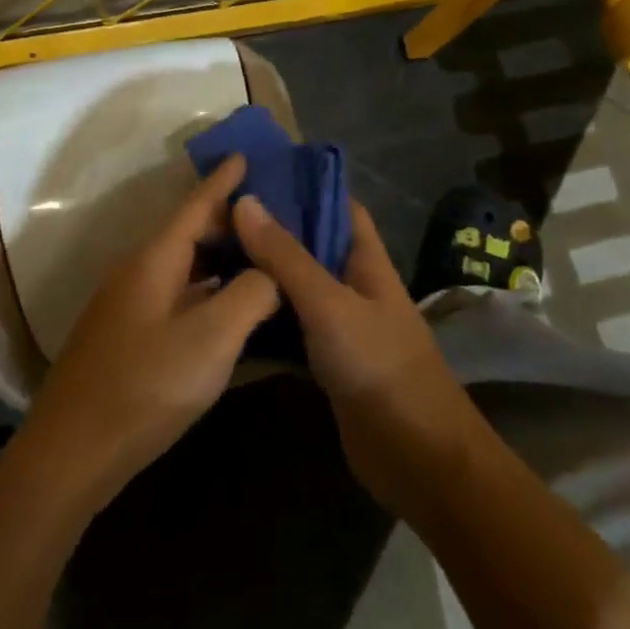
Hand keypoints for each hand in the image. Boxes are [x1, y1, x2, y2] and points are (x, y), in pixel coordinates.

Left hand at [22, 155, 279, 501]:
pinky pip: (175, 293)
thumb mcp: (211, 339)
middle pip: (188, 233)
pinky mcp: (126, 336)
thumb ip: (251, 295)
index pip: (195, 205)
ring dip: (219, 258)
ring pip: (182, 266)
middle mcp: (137, 272)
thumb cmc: (145, 387)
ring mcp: (127, 305)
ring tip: (261, 257)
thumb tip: (271, 271)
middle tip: (275, 218)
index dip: (223, 180)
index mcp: (154, 260)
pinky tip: (229, 306)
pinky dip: (206, 289)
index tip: (245, 153)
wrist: (71, 453)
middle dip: (229, 221)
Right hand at [231, 195, 480, 508]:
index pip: (339, 205)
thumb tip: (244, 201)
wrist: (416, 455)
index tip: (257, 173)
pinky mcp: (329, 360)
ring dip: (266, 271)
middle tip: (219, 214)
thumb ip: (286, 256)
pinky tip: (230, 307)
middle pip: (313, 244)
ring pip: (300, 285)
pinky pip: (294, 325)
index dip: (305, 185)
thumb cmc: (379, 366)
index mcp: (367, 259)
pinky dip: (267, 315)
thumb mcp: (329, 304)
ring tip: (214, 252)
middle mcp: (355, 284)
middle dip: (274, 228)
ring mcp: (342, 323)